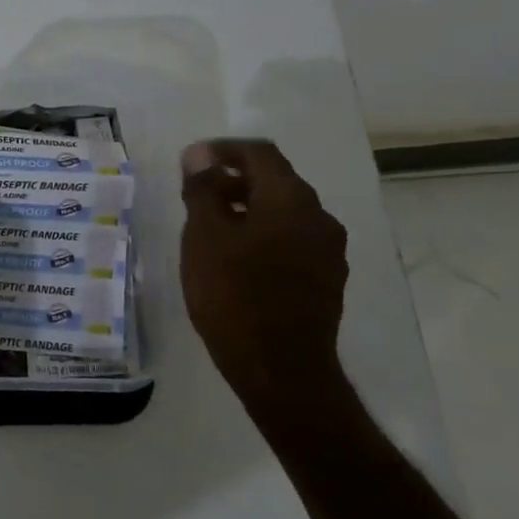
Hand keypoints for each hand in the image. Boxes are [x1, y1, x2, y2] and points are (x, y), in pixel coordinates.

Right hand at [180, 139, 349, 418]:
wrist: (280, 369)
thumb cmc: (233, 295)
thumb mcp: (204, 237)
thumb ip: (203, 190)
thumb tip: (200, 155)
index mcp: (290, 199)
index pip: (259, 153)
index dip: (223, 150)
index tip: (191, 161)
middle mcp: (319, 217)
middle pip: (275, 181)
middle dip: (233, 180)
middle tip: (195, 195)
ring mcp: (327, 251)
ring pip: (284, 213)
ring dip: (248, 208)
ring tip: (210, 227)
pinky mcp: (325, 280)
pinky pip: (291, 240)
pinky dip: (262, 235)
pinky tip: (235, 258)